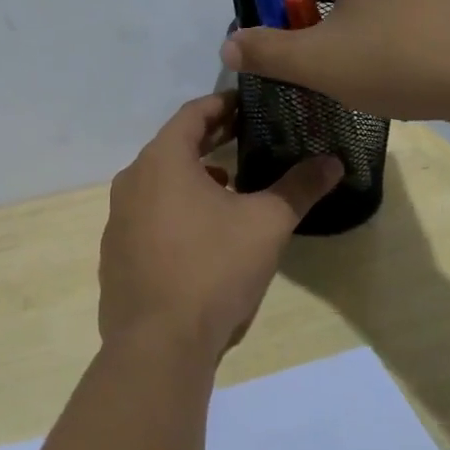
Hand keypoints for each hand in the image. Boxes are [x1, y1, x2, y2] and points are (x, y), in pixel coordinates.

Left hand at [99, 93, 341, 360]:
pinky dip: (174, 210)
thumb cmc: (213, 269)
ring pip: (158, 183)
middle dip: (210, 140)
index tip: (250, 105)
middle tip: (246, 138)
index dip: (223, 105)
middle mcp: (131, 182)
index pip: (192, 114)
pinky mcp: (115, 254)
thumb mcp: (266, 225)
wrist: (157, 344)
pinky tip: (201, 235)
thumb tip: (333, 162)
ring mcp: (117, 220)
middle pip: (173, 147)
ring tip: (229, 186)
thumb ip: (299, 187)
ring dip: (192, 177)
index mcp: (162, 161)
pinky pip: (147, 216)